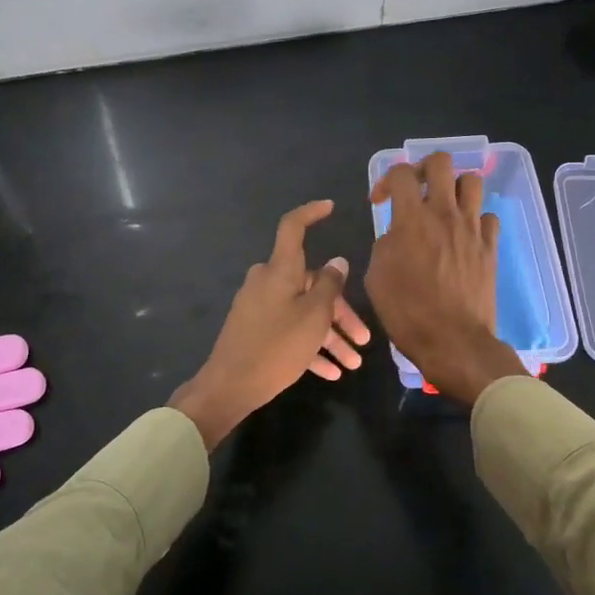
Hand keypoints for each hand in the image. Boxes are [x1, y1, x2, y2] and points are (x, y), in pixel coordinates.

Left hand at [169, 200, 370, 449]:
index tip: (330, 208)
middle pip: (311, 284)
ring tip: (353, 363)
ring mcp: (259, 306)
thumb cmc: (276, 346)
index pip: (293, 228)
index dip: (311, 213)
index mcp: (280, 270)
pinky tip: (332, 373)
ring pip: (303, 312)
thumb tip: (337, 262)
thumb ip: (330, 286)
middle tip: (364, 338)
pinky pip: (289, 330)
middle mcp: (268, 282)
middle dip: (340, 312)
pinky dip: (310, 347)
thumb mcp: (313, 317)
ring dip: (330, 336)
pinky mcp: (255, 329)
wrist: (229, 387)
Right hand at [365, 153, 527, 403]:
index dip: (386, 180)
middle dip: (424, 169)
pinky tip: (464, 235)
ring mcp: (472, 228)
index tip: (380, 202)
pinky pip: (488, 216)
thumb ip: (385, 244)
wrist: (452, 340)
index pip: (400, 173)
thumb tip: (396, 234)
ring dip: (455, 188)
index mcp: (412, 219)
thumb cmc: (407, 312)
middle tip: (417, 190)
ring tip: (444, 207)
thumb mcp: (376, 277)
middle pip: (441, 162)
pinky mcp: (491, 246)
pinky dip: (476, 219)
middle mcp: (444, 213)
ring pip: (471, 181)